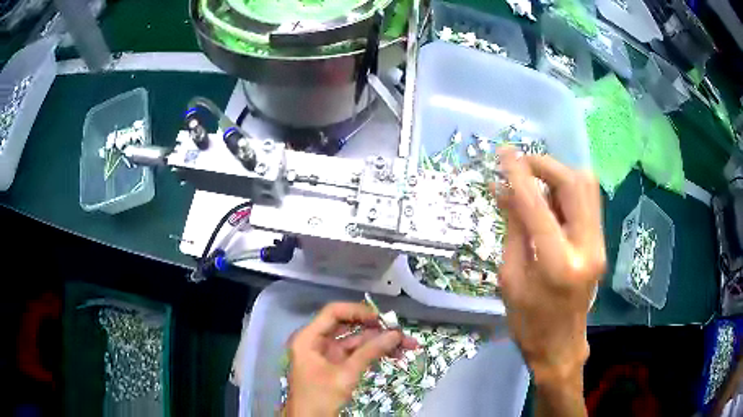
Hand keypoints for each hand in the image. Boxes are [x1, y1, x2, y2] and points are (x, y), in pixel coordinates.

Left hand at [285, 302, 417, 416]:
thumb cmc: (320, 397)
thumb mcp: (345, 375)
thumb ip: (369, 352)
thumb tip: (396, 334)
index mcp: (308, 338)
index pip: (333, 313)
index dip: (357, 312)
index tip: (381, 319)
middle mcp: (317, 341)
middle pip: (348, 326)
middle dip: (375, 329)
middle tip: (399, 331)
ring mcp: (327, 354)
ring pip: (356, 340)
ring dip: (379, 342)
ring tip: (407, 344)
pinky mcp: (336, 365)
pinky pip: (357, 353)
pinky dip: (374, 353)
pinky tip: (395, 354)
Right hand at [494, 147, 604, 386]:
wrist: (560, 346)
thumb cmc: (528, 321)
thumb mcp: (510, 277)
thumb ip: (513, 228)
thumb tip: (503, 189)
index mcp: (558, 264)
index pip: (537, 206)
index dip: (519, 175)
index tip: (503, 154)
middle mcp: (587, 248)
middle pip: (574, 184)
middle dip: (545, 165)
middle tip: (520, 163)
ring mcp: (599, 245)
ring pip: (587, 187)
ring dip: (558, 174)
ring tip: (534, 179)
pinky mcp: (600, 243)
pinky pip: (587, 201)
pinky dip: (566, 190)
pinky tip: (549, 197)